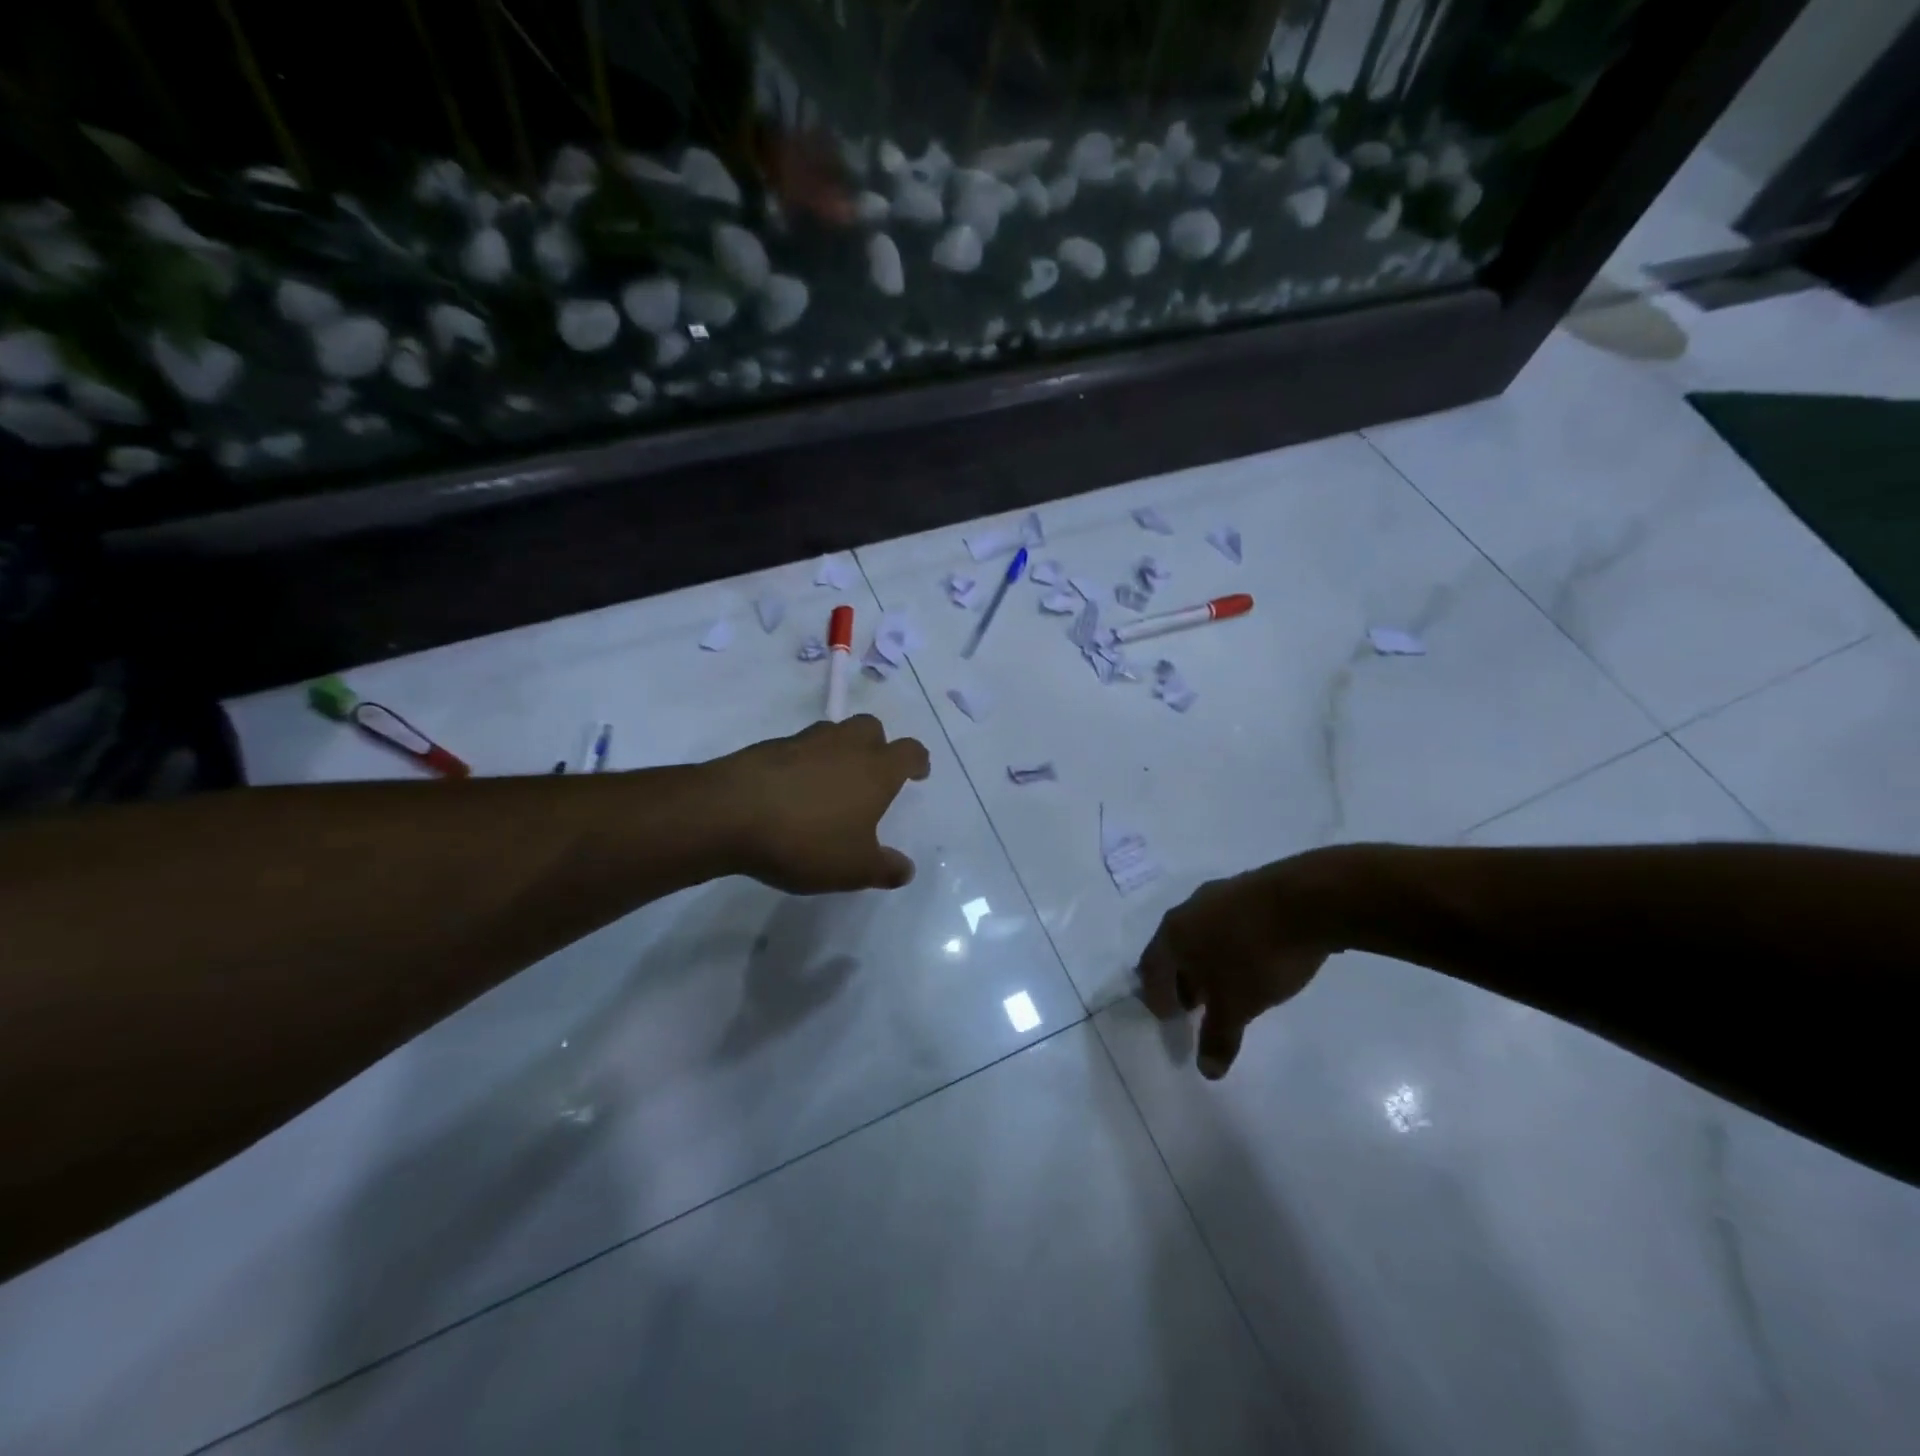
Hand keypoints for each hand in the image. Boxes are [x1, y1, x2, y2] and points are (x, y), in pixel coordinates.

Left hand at [711, 715, 930, 894]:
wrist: (729, 813)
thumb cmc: (806, 840)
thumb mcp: (853, 868)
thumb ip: (884, 868)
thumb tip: (906, 869)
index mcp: (875, 770)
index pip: (909, 752)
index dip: (917, 761)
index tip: (918, 773)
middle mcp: (844, 745)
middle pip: (871, 728)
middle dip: (877, 745)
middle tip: (872, 773)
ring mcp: (804, 742)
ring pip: (833, 732)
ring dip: (839, 750)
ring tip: (831, 782)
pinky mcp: (768, 747)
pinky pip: (797, 747)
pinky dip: (803, 762)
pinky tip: (793, 791)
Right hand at [1136, 852, 1351, 1078]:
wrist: (1309, 900)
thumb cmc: (1258, 955)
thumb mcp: (1238, 1005)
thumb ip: (1218, 1037)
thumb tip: (1207, 1070)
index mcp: (1173, 934)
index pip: (1151, 970)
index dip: (1158, 999)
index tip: (1172, 1021)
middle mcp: (1188, 909)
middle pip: (1174, 950)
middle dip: (1182, 981)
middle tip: (1197, 1008)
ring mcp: (1219, 894)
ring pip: (1202, 935)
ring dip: (1207, 962)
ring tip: (1228, 986)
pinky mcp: (1249, 889)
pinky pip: (1227, 924)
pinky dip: (1230, 946)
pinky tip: (1253, 960)